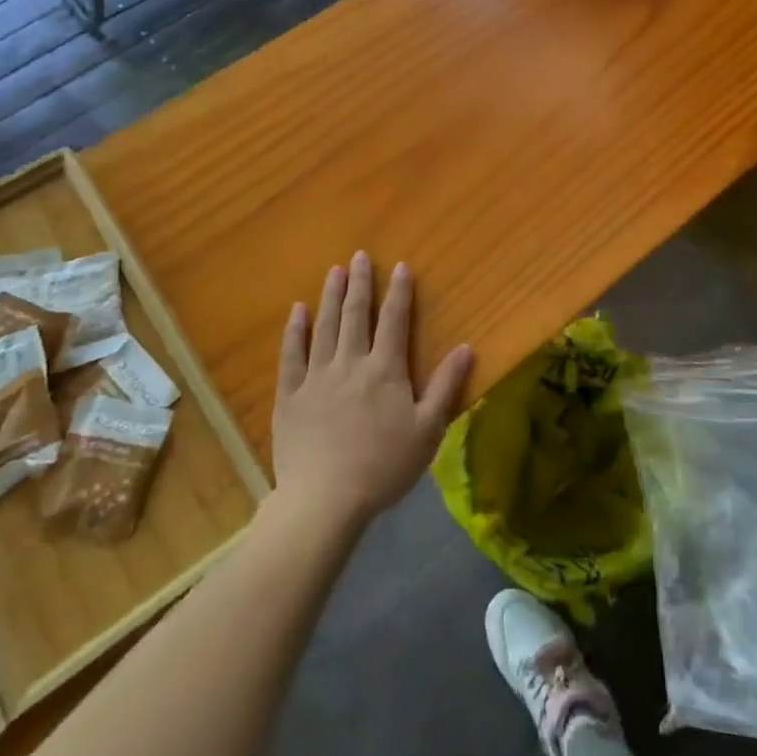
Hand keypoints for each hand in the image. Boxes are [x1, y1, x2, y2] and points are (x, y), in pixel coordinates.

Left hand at [272, 251, 473, 530]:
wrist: (326, 499)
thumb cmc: (384, 466)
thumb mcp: (428, 430)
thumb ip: (446, 386)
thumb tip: (466, 348)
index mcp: (385, 370)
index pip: (394, 321)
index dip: (399, 292)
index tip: (400, 266)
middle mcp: (350, 363)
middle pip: (356, 315)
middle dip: (360, 284)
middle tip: (359, 256)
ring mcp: (316, 377)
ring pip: (324, 327)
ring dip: (330, 297)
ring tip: (334, 271)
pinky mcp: (290, 395)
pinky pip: (291, 355)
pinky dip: (294, 330)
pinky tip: (296, 311)